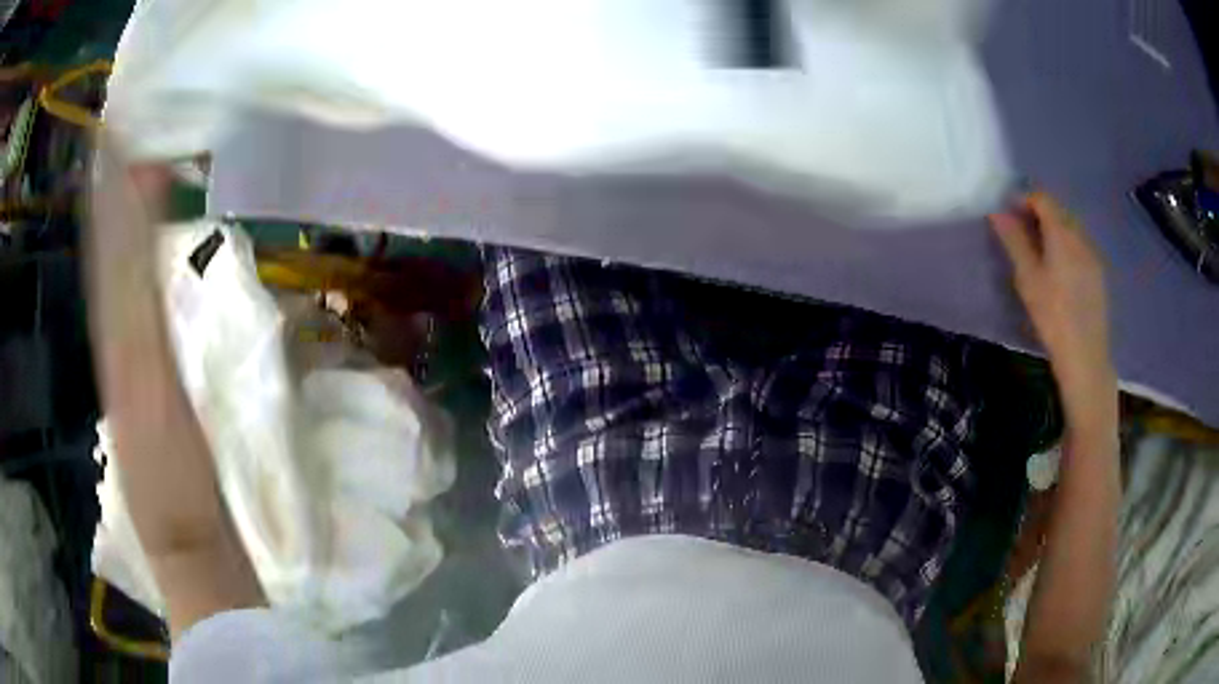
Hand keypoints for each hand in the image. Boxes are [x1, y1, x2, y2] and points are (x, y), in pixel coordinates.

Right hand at [990, 193, 1115, 417]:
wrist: (1085, 356)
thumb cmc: (1053, 315)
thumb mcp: (1027, 277)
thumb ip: (1014, 241)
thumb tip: (997, 212)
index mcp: (1062, 231)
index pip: (1042, 198)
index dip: (1023, 200)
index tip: (1008, 216)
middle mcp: (1080, 235)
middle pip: (1058, 211)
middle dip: (1038, 215)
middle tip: (1021, 236)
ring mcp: (1092, 254)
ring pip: (1070, 228)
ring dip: (1053, 231)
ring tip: (1039, 254)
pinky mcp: (1098, 273)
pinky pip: (1079, 246)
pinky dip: (1066, 247)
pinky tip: (1059, 272)